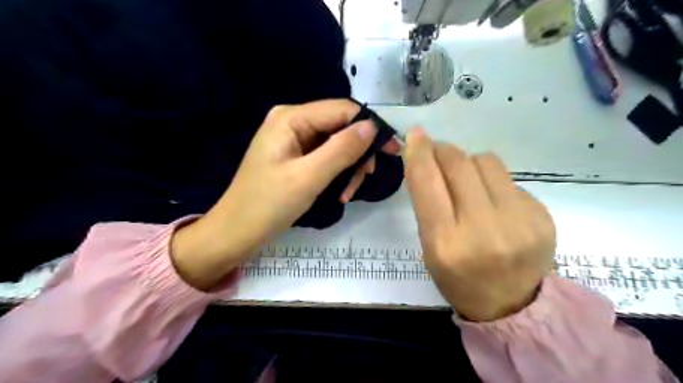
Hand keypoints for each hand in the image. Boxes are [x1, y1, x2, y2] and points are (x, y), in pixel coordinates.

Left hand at [170, 101, 401, 288]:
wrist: (237, 232)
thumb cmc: (268, 205)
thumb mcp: (309, 177)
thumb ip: (342, 149)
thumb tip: (372, 127)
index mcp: (291, 118)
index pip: (342, 110)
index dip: (370, 127)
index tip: (392, 151)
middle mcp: (292, 121)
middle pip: (340, 126)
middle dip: (357, 153)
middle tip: (367, 178)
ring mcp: (293, 140)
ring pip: (336, 144)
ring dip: (348, 167)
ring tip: (348, 193)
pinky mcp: (295, 157)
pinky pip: (325, 157)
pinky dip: (336, 173)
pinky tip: (339, 193)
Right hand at [405, 127, 553, 321]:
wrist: (512, 306)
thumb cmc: (458, 278)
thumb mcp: (430, 247)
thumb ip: (427, 203)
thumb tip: (427, 160)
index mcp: (445, 242)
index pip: (427, 182)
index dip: (418, 152)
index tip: (415, 135)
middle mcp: (482, 229)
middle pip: (459, 163)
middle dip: (443, 151)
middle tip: (438, 154)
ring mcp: (518, 221)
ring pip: (486, 161)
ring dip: (469, 164)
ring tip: (469, 182)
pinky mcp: (542, 216)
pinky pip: (509, 180)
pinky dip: (493, 183)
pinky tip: (495, 203)